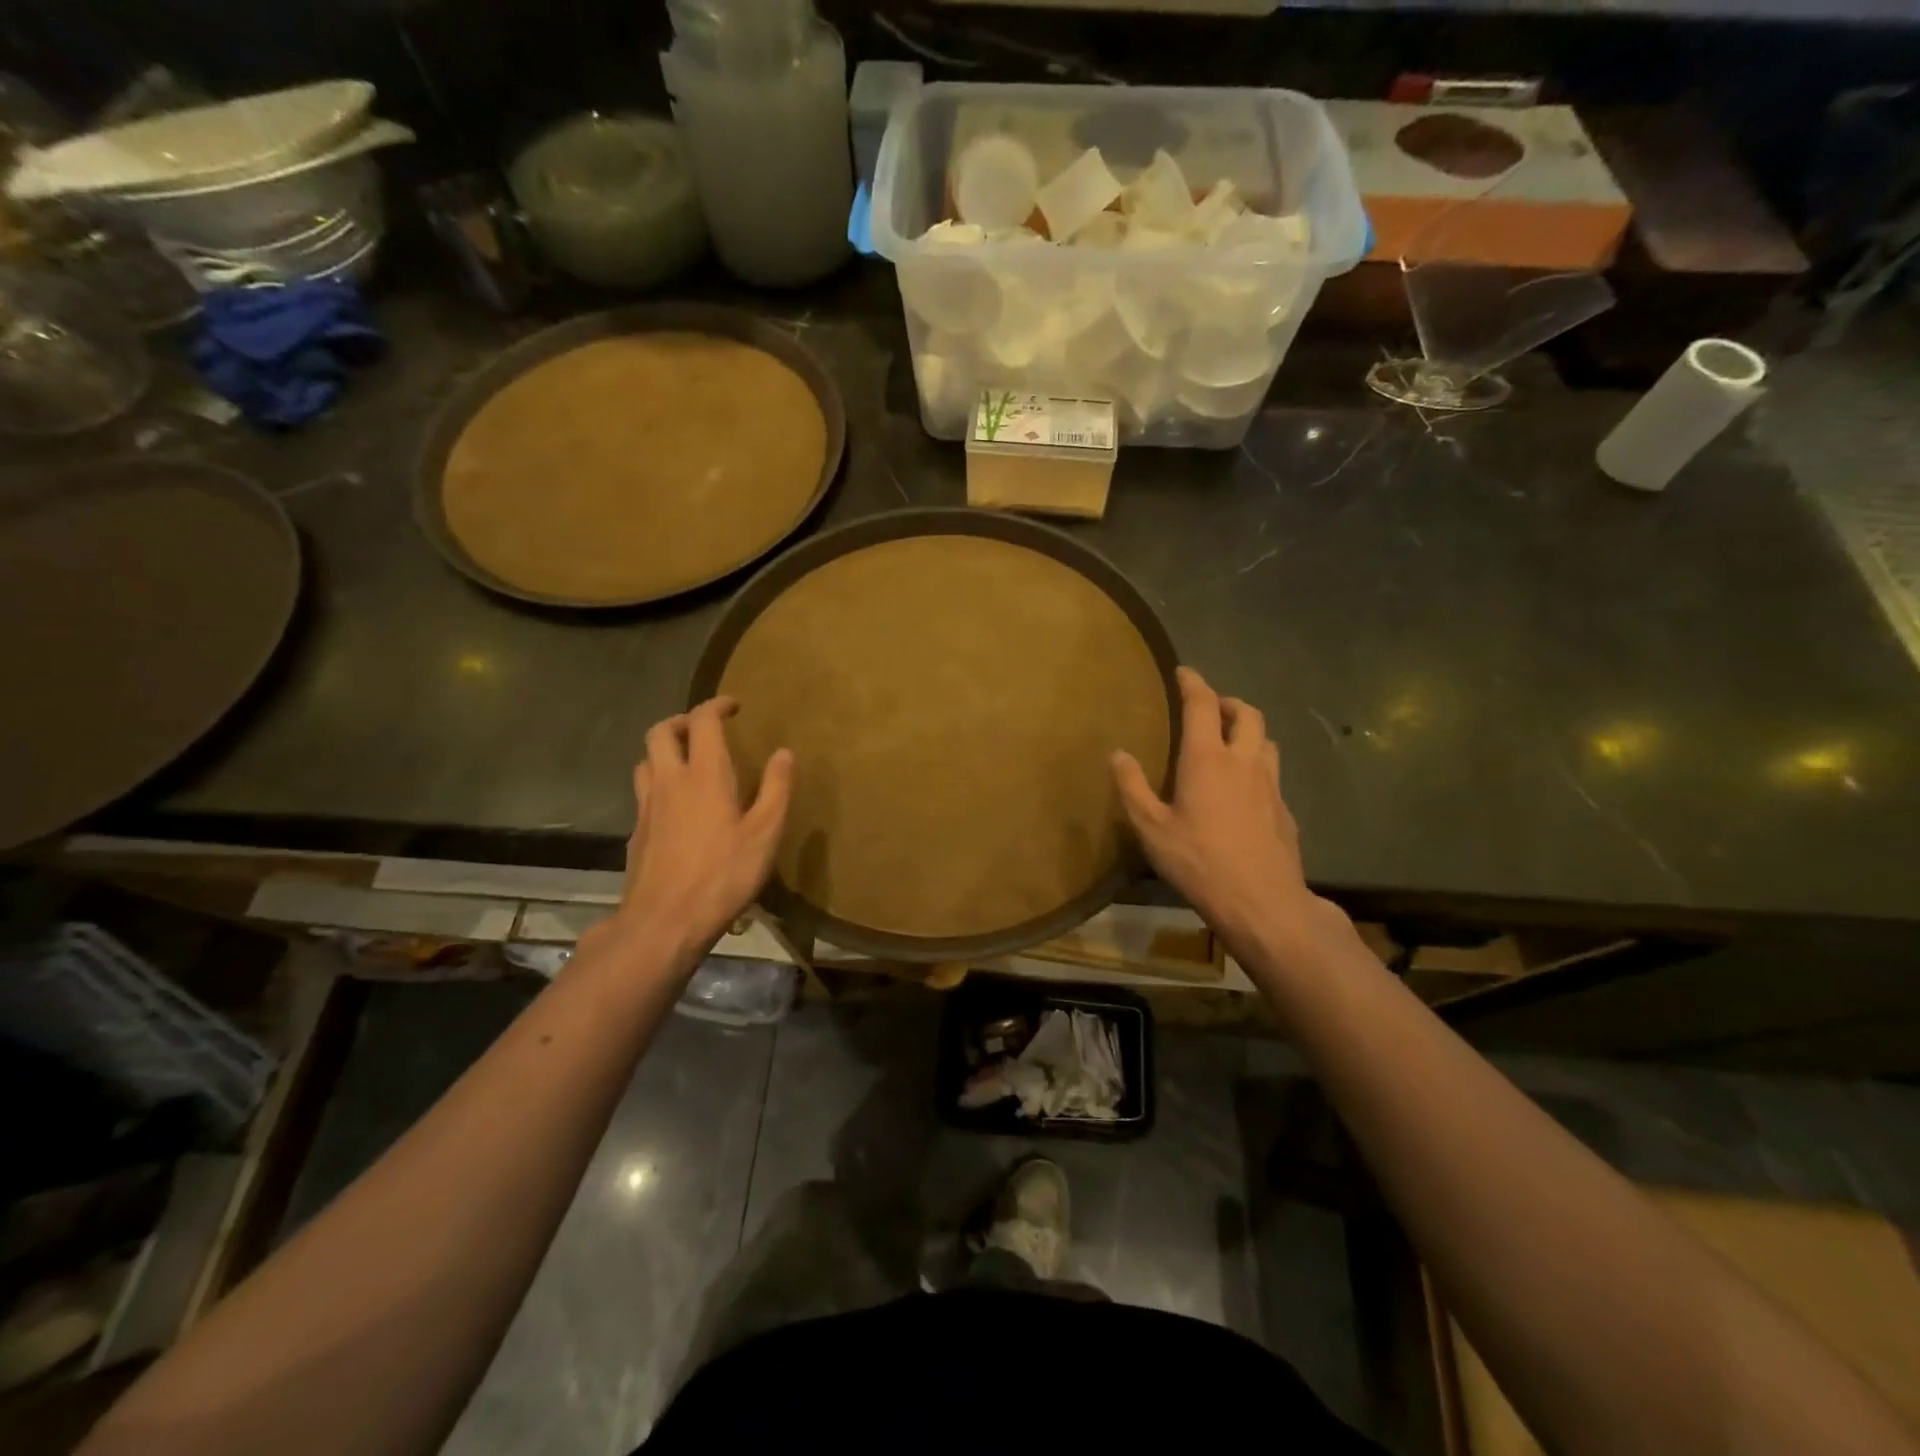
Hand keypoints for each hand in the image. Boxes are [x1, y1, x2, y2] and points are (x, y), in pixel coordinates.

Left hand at [600, 697, 792, 968]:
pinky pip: (643, 793)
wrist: (664, 921)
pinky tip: (676, 807)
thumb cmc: (723, 874)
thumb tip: (784, 752)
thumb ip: (776, 789)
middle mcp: (669, 781)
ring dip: (664, 751)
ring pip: (645, 761)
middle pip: (660, 731)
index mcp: (704, 775)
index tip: (734, 706)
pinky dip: (659, 784)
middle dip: (682, 721)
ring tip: (687, 762)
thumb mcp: (765, 833)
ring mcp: (646, 807)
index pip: (702, 721)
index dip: (717, 706)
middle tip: (705, 729)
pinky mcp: (636, 833)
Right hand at [1112, 667, 1329, 952]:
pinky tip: (1245, 788)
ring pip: (1266, 740)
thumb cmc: (1199, 862)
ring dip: (1248, 730)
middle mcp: (1244, 761)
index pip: (1202, 705)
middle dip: (1228, 702)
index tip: (1183, 671)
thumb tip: (1118, 753)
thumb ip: (1133, 787)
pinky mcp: (1285, 809)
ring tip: (1230, 741)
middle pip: (1247, 713)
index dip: (1193, 683)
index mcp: (1207, 759)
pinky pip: (1272, 772)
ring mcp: (1271, 785)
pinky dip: (1258, 764)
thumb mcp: (1151, 828)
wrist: (1262, 901)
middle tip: (1210, 707)